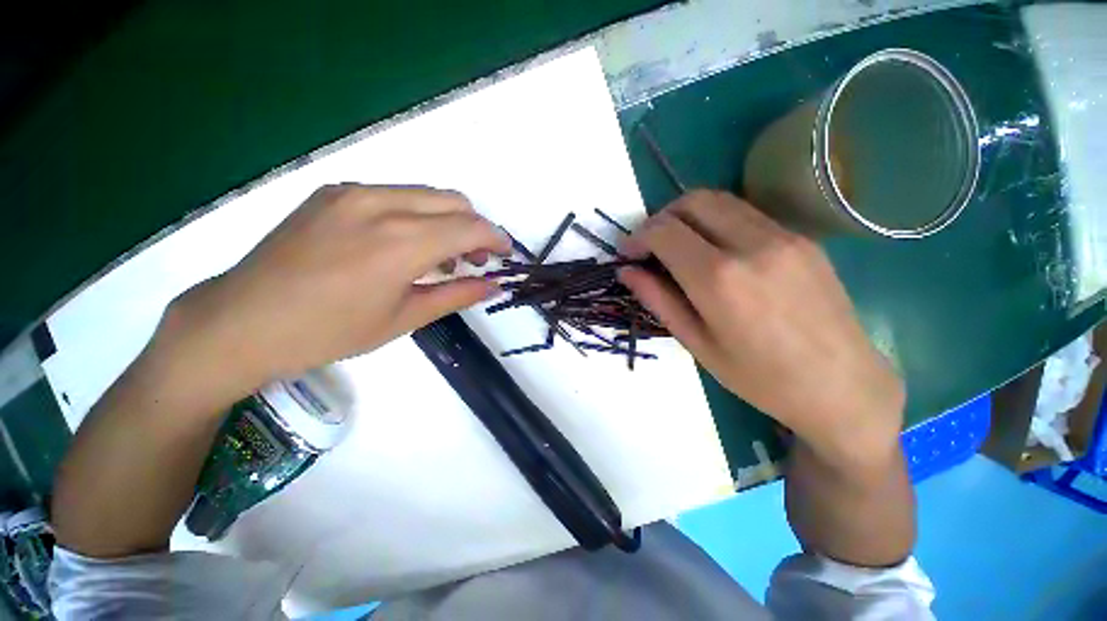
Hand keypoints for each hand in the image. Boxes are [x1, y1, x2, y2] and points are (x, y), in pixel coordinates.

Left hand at [161, 184, 509, 393]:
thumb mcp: (404, 319)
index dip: (495, 239)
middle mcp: (380, 204)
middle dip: (475, 227)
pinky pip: (396, 195)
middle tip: (473, 260)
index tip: (504, 254)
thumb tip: (494, 285)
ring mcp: (353, 192)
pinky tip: (405, 244)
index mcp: (400, 243)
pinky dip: (418, 215)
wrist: (241, 321)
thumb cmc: (329, 332)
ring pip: (426, 194)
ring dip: (448, 220)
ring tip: (441, 255)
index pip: (470, 227)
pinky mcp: (334, 192)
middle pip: (453, 200)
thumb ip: (456, 295)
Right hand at [618, 190, 903, 459]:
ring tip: (678, 245)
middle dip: (661, 217)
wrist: (844, 386)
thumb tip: (627, 271)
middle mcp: (751, 245)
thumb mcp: (697, 344)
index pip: (664, 231)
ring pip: (721, 200)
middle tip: (651, 246)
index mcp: (719, 279)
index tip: (628, 254)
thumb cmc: (760, 378)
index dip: (638, 237)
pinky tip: (716, 251)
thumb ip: (658, 300)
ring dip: (688, 215)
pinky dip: (717, 222)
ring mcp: (783, 236)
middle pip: (692, 201)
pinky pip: (747, 213)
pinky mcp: (802, 237)